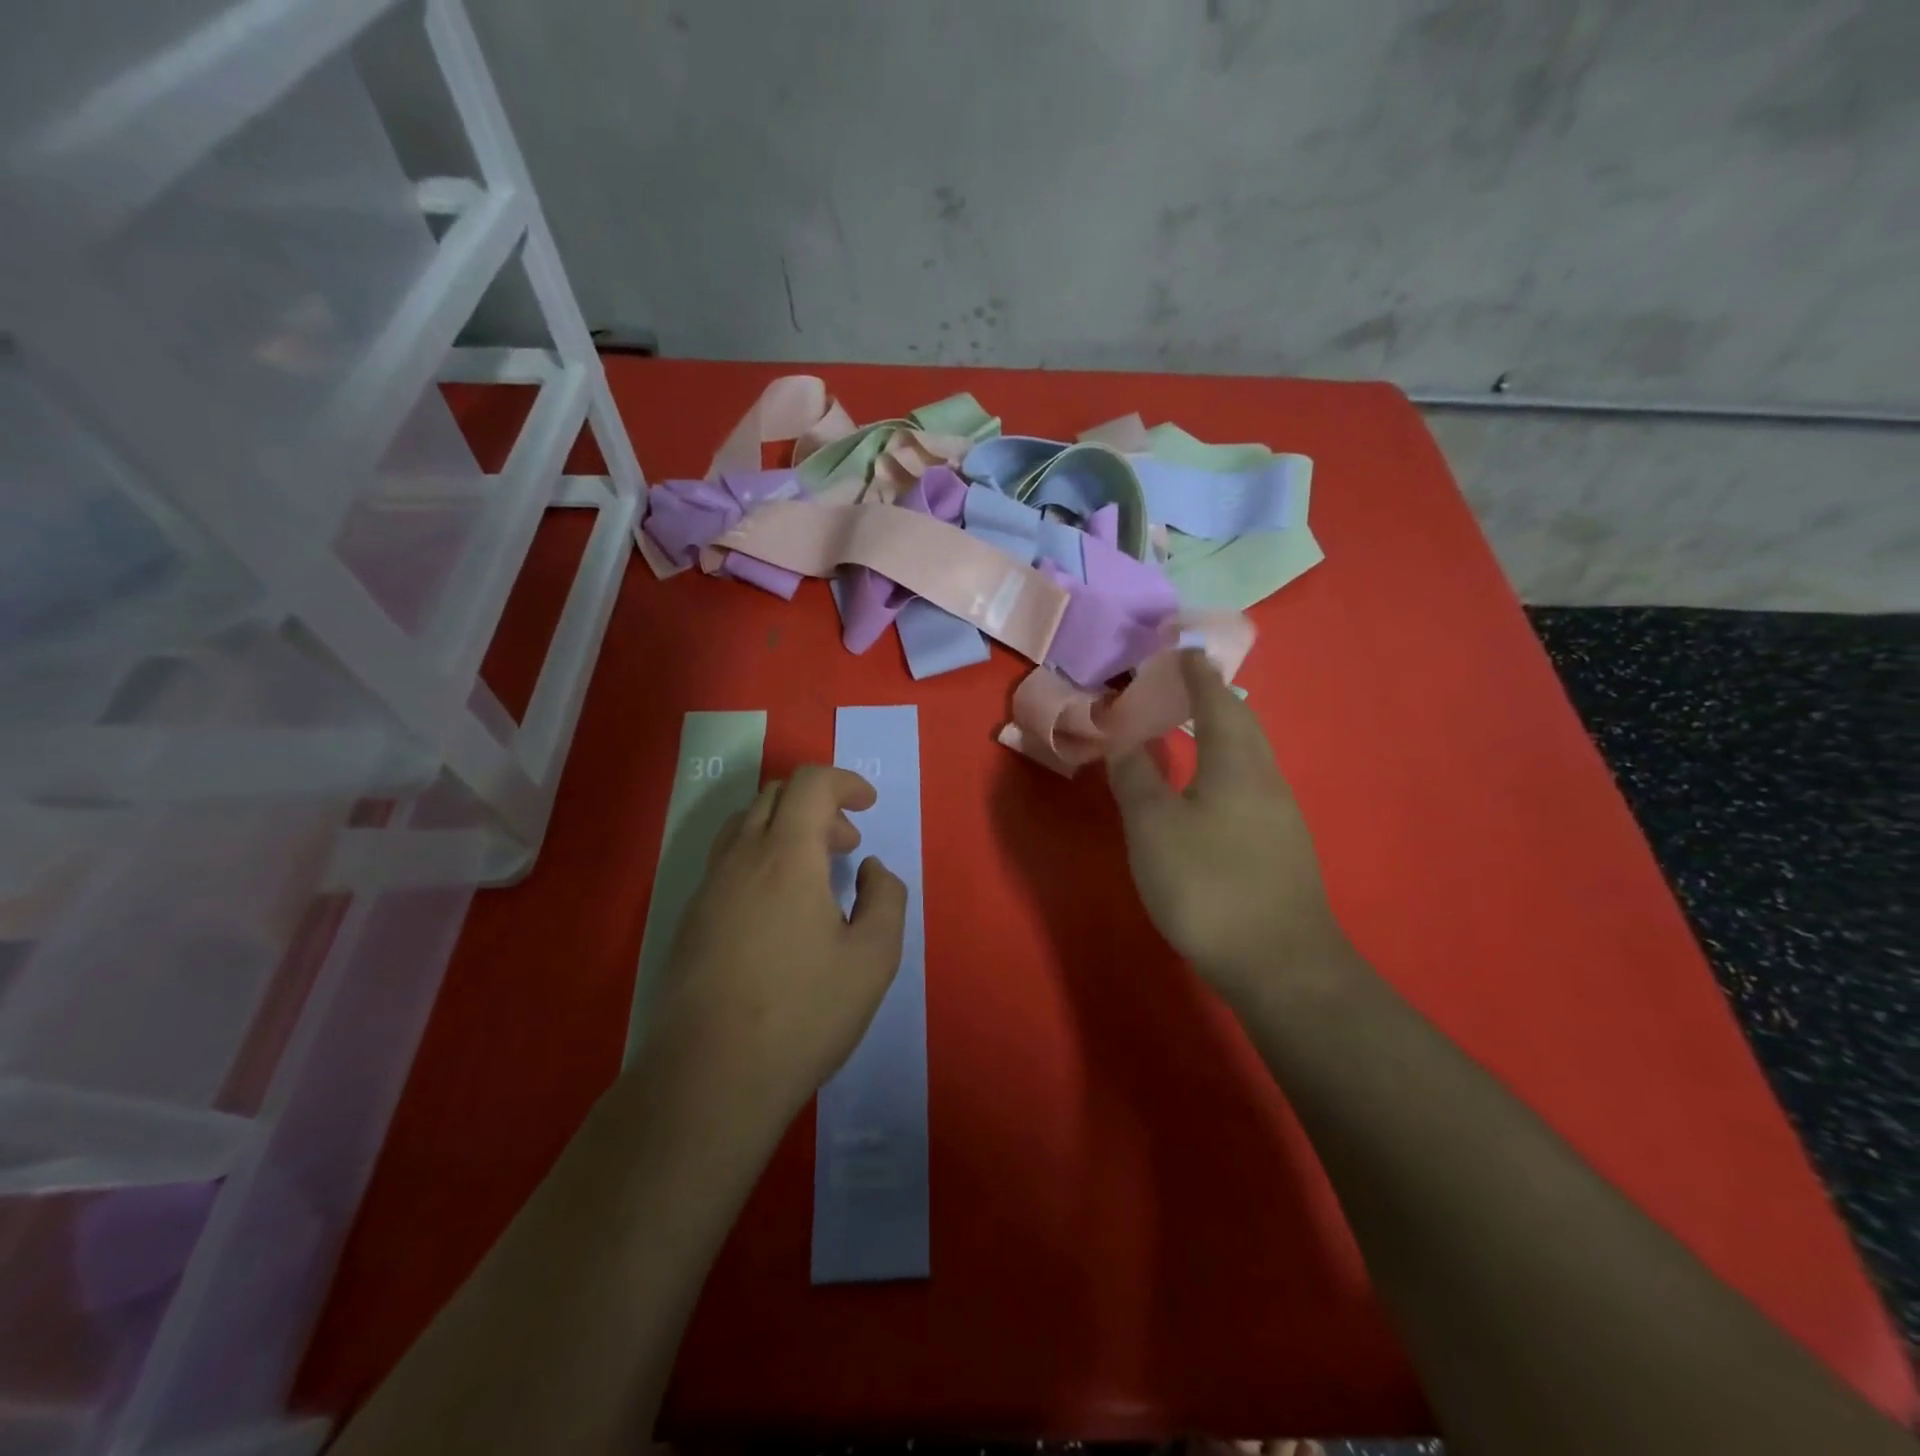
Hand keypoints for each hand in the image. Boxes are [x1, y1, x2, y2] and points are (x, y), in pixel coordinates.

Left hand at [651, 765, 907, 1115]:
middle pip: (774, 795)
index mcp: (786, 855)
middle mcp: (740, 858)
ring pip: (744, 825)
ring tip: (814, 873)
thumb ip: (886, 898)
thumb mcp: (874, 958)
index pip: (810, 784)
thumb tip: (870, 870)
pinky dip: (760, 857)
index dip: (845, 781)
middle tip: (846, 844)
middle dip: (818, 804)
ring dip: (785, 828)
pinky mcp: (690, 920)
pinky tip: (778, 911)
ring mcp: (707, 888)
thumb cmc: (803, 1014)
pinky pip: (727, 861)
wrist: (709, 1079)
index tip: (869, 804)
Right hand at [1105, 652, 1348, 1005]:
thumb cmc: (1209, 885)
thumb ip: (1136, 780)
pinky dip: (1228, 767)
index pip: (1216, 703)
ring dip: (1225, 733)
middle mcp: (1265, 780)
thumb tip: (1124, 740)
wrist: (1280, 964)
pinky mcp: (1282, 848)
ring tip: (1197, 729)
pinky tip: (1213, 789)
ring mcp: (1281, 816)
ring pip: (1251, 757)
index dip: (1197, 676)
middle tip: (1189, 685)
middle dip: (1216, 699)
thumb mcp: (1154, 829)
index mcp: (1235, 764)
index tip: (1185, 651)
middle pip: (1243, 725)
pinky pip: (1252, 785)